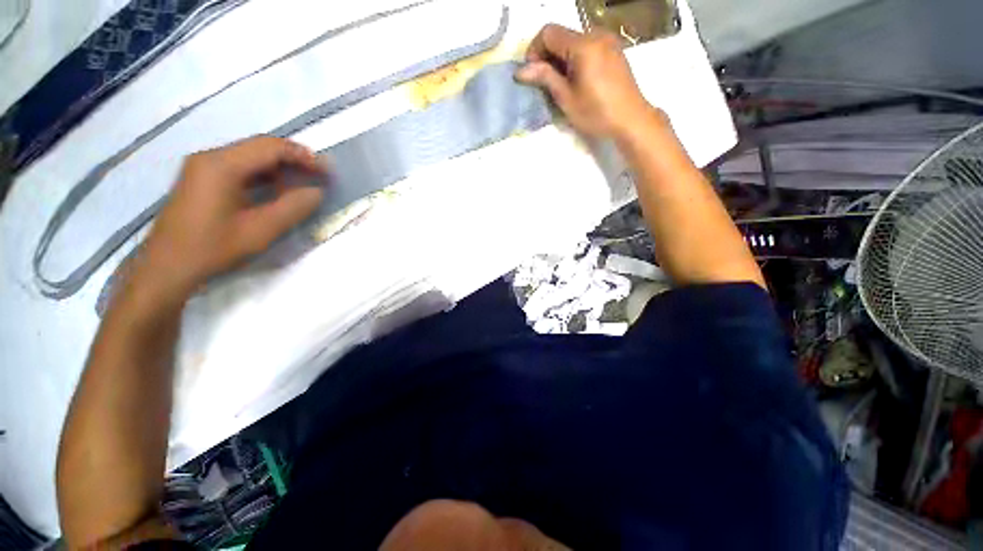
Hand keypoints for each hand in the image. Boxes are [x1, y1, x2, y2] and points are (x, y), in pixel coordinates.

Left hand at [136, 136, 325, 299]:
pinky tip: (277, 190)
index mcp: (221, 165)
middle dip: (294, 160)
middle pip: (260, 148)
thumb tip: (317, 192)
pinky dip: (264, 175)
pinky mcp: (202, 179)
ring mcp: (203, 167)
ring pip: (250, 156)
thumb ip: (293, 208)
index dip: (303, 156)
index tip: (327, 171)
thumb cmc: (212, 248)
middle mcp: (210, 157)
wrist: (166, 267)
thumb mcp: (260, 230)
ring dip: (280, 168)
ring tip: (304, 184)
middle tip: (319, 177)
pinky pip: (240, 167)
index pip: (270, 148)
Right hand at [516, 24, 655, 138]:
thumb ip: (545, 78)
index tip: (532, 73)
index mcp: (583, 45)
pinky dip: (575, 58)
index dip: (535, 50)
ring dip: (561, 58)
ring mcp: (607, 41)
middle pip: (562, 35)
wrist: (631, 119)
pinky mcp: (613, 50)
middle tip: (545, 83)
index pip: (549, 32)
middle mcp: (596, 35)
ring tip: (561, 84)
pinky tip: (577, 80)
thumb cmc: (596, 113)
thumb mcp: (567, 98)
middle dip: (548, 56)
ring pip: (574, 41)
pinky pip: (587, 46)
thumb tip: (520, 70)